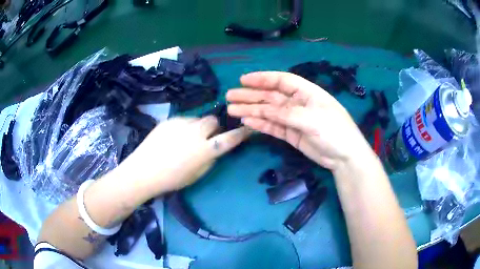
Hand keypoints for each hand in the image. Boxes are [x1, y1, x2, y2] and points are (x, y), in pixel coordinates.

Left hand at [117, 116, 250, 195]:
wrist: (144, 170)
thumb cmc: (172, 179)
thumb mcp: (197, 174)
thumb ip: (211, 158)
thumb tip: (215, 147)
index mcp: (205, 149)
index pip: (230, 138)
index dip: (241, 133)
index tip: (247, 128)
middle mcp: (196, 132)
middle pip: (213, 120)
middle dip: (214, 127)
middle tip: (206, 136)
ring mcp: (181, 123)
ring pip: (198, 119)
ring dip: (198, 127)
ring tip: (186, 138)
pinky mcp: (170, 119)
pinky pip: (184, 120)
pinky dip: (184, 127)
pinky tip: (173, 138)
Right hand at [227, 71, 371, 170]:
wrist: (344, 157)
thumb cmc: (334, 131)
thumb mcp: (311, 119)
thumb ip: (286, 113)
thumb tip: (261, 110)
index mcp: (306, 92)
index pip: (281, 81)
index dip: (262, 79)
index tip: (243, 80)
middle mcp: (298, 103)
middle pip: (270, 96)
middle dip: (251, 96)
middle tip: (230, 96)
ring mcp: (294, 119)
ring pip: (268, 112)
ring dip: (251, 110)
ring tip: (231, 109)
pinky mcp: (291, 134)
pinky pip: (272, 126)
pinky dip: (260, 124)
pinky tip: (246, 121)